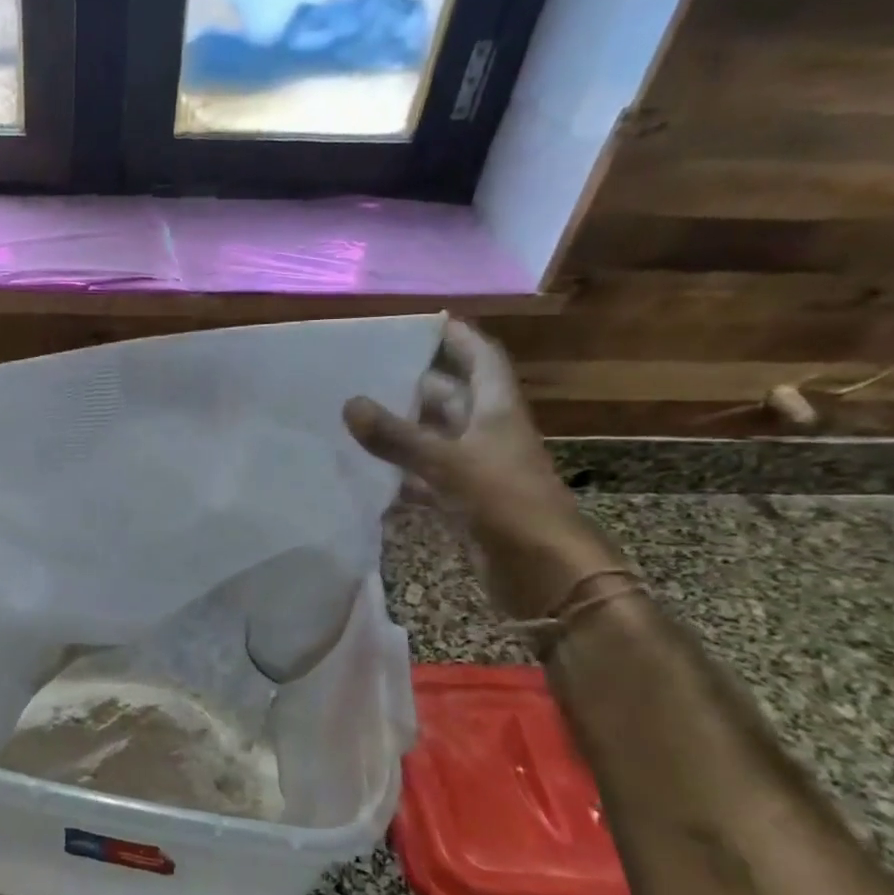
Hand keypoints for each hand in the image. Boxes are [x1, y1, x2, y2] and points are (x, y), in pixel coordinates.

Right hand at [343, 318, 620, 619]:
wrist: (543, 573)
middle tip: (367, 372)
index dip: (457, 337)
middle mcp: (488, 433)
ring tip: (355, 417)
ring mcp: (476, 470)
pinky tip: (368, 475)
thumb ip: (397, 437)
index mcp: (497, 411)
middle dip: (414, 384)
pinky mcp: (464, 503)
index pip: (480, 358)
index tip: (422, 321)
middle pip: (451, 397)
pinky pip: (426, 479)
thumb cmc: (506, 504)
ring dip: (402, 431)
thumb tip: (350, 403)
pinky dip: (400, 476)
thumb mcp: (448, 464)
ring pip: (434, 439)